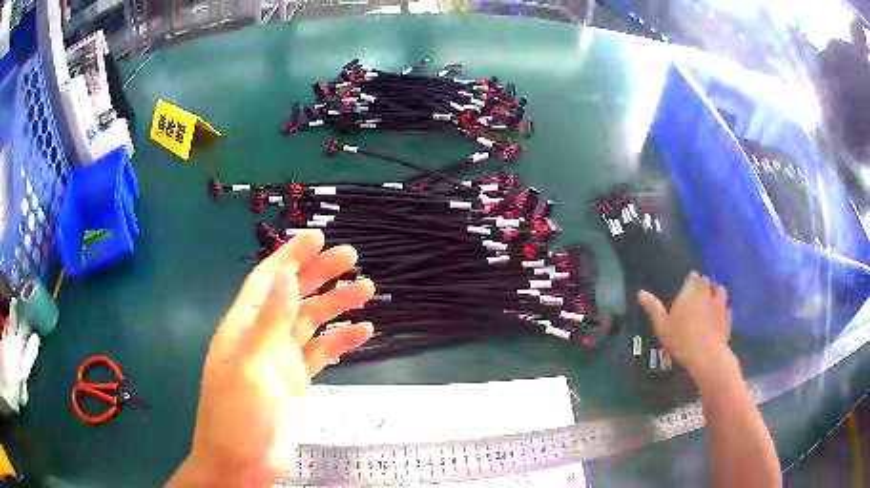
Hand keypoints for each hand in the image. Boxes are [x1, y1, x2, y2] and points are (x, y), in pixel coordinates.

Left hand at [167, 230, 374, 486]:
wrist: (241, 464)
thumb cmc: (236, 416)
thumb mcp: (250, 367)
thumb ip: (269, 322)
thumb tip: (283, 274)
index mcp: (244, 328)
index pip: (268, 281)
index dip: (291, 256)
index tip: (317, 238)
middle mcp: (263, 338)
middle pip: (293, 296)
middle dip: (320, 274)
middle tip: (352, 258)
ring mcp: (281, 361)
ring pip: (311, 323)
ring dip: (336, 305)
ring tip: (367, 290)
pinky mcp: (297, 382)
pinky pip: (321, 354)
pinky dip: (341, 341)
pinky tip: (363, 332)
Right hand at [637, 271, 731, 376]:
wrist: (706, 355)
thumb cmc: (681, 339)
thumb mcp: (662, 326)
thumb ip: (653, 308)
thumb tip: (640, 292)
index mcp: (690, 292)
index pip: (692, 277)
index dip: (691, 280)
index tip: (687, 287)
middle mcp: (706, 292)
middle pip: (706, 280)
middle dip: (703, 284)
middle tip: (697, 295)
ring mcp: (719, 303)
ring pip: (719, 289)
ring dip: (715, 291)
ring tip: (711, 300)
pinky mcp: (728, 315)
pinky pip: (727, 305)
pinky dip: (723, 306)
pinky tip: (719, 314)